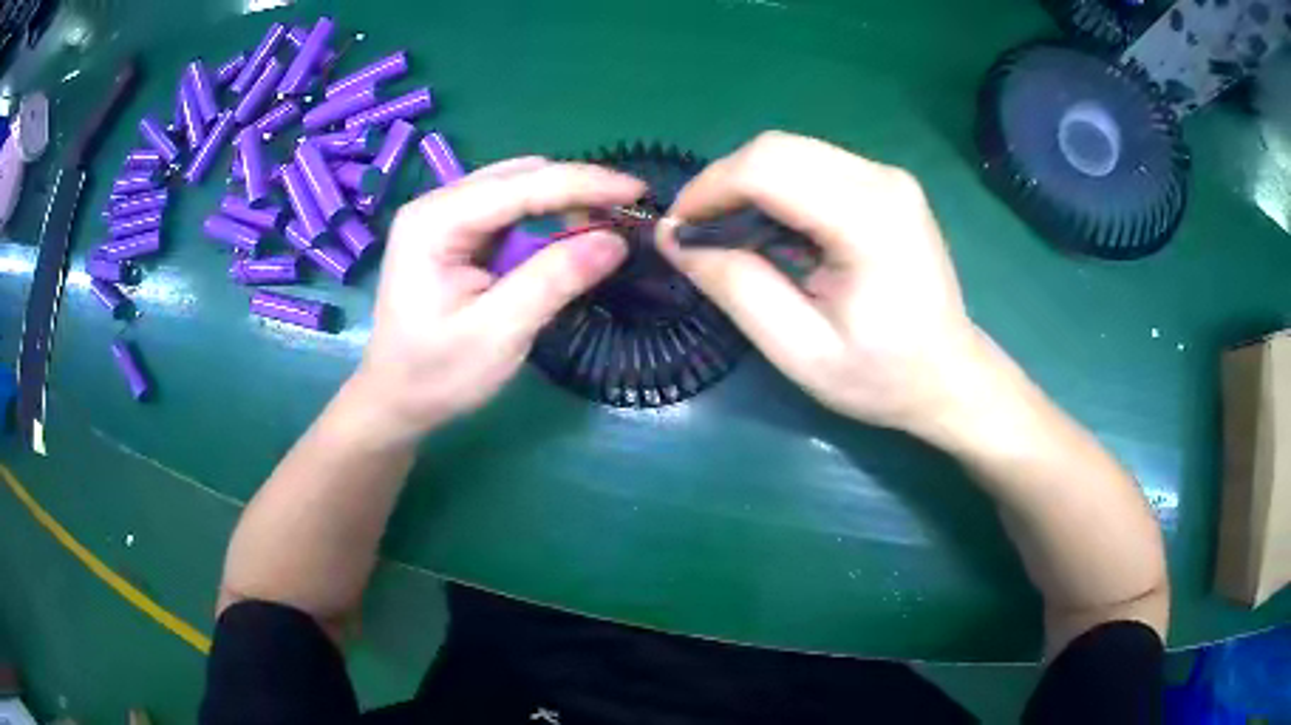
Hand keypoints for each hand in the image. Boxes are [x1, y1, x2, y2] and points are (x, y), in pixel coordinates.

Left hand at [351, 158, 646, 444]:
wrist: (395, 400)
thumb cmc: (436, 375)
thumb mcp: (498, 334)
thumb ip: (553, 281)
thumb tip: (615, 241)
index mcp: (435, 221)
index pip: (521, 185)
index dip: (585, 183)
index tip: (639, 191)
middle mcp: (437, 204)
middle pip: (520, 176)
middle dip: (577, 190)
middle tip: (626, 216)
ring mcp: (444, 216)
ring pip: (518, 187)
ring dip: (564, 202)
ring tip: (605, 227)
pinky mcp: (455, 232)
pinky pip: (510, 210)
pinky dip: (546, 218)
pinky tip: (568, 236)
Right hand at [657, 131, 993, 438]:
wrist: (950, 377)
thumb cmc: (882, 377)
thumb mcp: (801, 351)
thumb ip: (738, 289)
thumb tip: (676, 240)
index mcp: (870, 219)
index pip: (767, 168)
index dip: (708, 189)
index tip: (677, 231)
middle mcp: (882, 179)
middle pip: (775, 148)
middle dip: (723, 183)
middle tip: (698, 235)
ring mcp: (888, 177)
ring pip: (790, 151)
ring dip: (747, 185)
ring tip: (730, 236)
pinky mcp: (886, 184)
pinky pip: (812, 165)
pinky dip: (776, 189)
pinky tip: (772, 232)